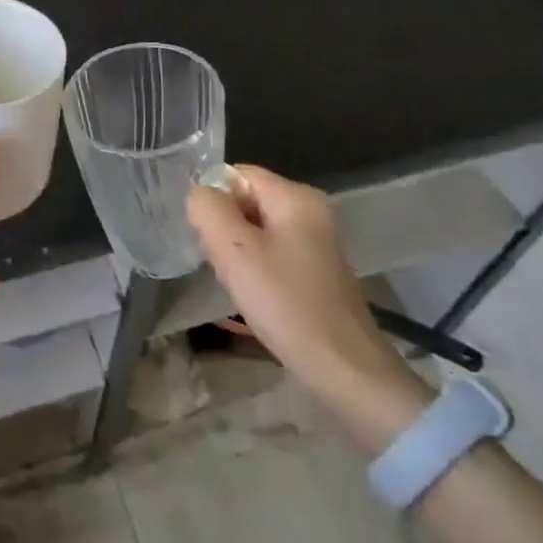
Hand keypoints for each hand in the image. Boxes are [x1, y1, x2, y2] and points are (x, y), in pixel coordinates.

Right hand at [187, 165, 431, 450]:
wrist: (343, 368)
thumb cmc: (285, 302)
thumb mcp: (234, 250)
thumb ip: (208, 210)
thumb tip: (199, 194)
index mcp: (296, 197)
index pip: (237, 173)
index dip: (212, 198)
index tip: (204, 234)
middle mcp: (311, 211)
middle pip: (247, 200)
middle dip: (223, 226)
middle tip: (217, 260)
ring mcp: (316, 242)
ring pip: (256, 229)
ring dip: (236, 250)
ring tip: (234, 281)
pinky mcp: (316, 270)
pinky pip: (272, 252)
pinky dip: (255, 267)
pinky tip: (252, 295)